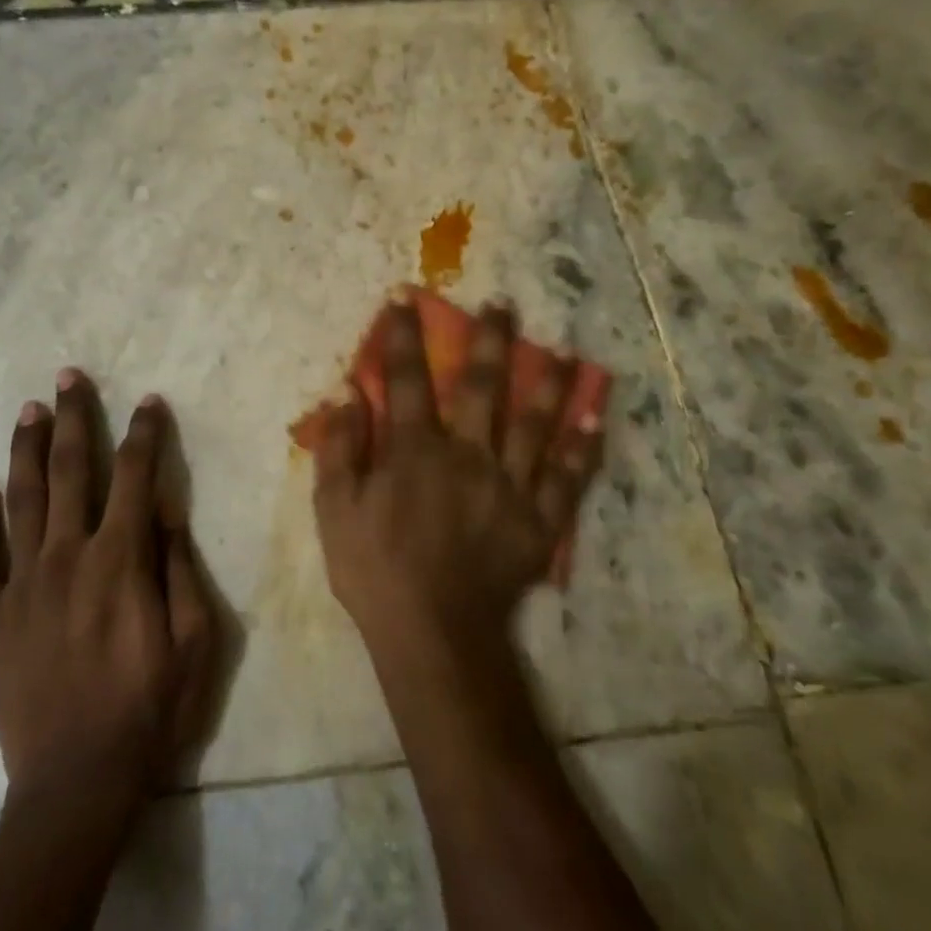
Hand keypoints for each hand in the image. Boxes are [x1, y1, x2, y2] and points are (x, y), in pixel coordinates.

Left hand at [0, 369, 214, 816]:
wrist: (77, 781)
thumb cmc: (150, 710)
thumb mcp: (194, 640)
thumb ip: (179, 567)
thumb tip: (167, 508)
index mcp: (120, 560)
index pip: (135, 476)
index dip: (144, 433)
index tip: (149, 401)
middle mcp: (67, 557)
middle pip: (69, 470)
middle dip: (74, 418)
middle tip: (69, 377)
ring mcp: (22, 584)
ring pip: (20, 500)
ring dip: (26, 449)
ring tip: (29, 410)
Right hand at [312, 300, 602, 657]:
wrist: (433, 633)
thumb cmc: (375, 570)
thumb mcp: (334, 510)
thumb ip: (338, 449)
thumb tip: (345, 394)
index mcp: (415, 449)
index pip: (407, 379)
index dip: (403, 335)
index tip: (406, 296)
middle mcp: (467, 453)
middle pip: (481, 386)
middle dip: (489, 340)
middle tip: (503, 303)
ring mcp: (509, 485)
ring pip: (534, 422)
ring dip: (549, 381)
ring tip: (566, 349)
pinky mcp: (539, 520)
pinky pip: (567, 477)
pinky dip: (583, 446)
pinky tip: (596, 416)